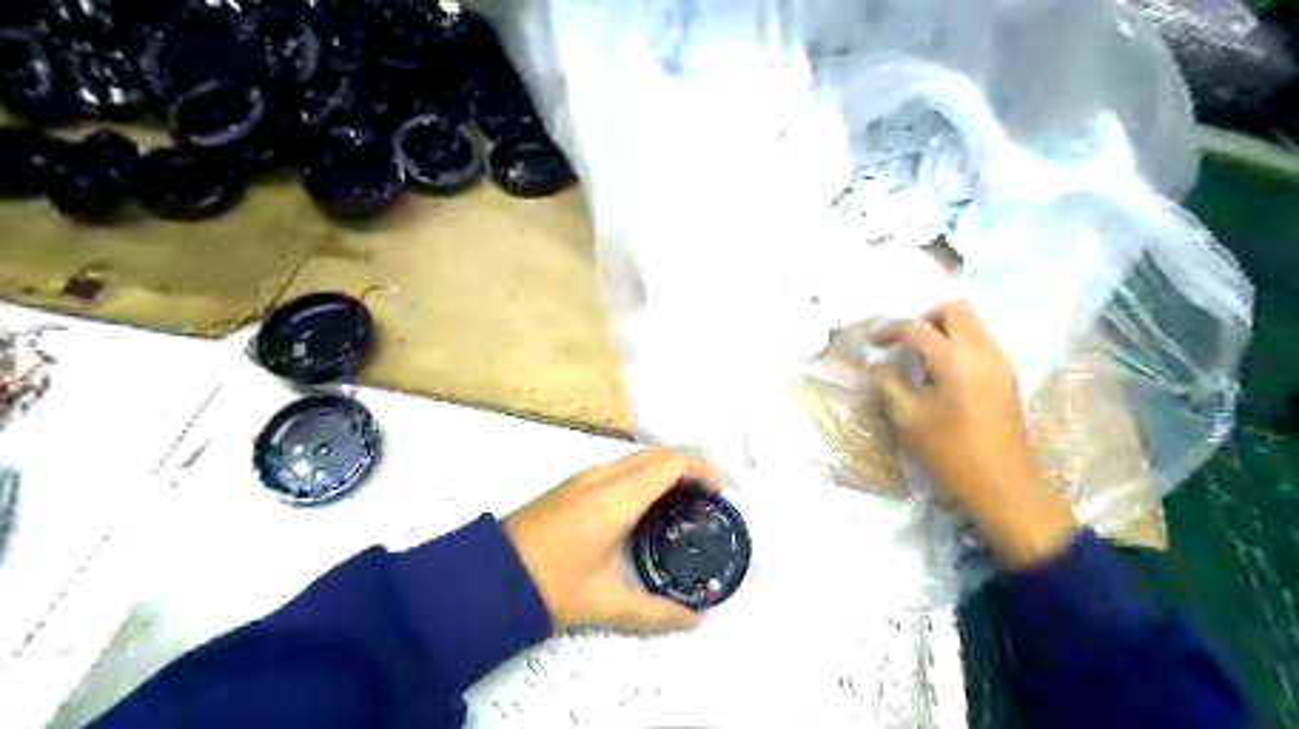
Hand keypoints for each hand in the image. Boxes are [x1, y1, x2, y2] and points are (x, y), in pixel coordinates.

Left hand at [502, 447, 719, 634]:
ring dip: (666, 468)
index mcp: (617, 497)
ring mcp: (585, 476)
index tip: (723, 490)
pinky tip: (649, 502)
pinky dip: (646, 474)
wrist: (488, 575)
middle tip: (712, 494)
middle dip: (690, 466)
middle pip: (658, 454)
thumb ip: (656, 613)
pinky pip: (621, 466)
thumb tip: (695, 621)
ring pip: (638, 458)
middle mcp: (604, 477)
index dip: (703, 470)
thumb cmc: (551, 585)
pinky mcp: (573, 483)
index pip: (670, 464)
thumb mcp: (606, 603)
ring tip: (686, 498)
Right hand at [873, 299, 1076, 569]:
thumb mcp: (909, 420)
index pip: (918, 328)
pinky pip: (980, 342)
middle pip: (955, 310)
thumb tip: (878, 366)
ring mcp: (1000, 362)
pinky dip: (957, 344)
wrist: (1005, 485)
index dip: (891, 330)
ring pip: (971, 324)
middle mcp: (983, 351)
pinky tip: (941, 373)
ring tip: (919, 358)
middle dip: (924, 318)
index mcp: (956, 361)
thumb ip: (889, 385)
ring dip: (942, 330)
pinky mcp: (1006, 375)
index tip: (872, 342)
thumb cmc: (951, 454)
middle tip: (903, 341)